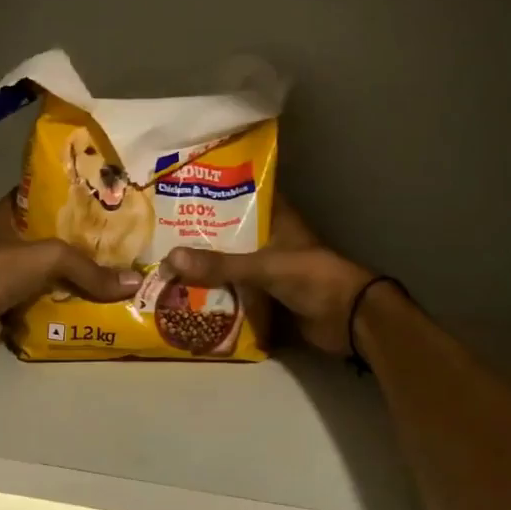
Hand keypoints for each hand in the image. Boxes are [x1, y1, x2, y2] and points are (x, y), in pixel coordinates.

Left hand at [0, 194, 141, 364]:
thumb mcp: (50, 258)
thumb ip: (90, 269)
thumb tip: (134, 282)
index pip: (33, 198)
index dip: (60, 197)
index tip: (92, 200)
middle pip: (40, 236)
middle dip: (70, 240)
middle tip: (106, 240)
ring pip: (38, 269)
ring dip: (63, 273)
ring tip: (101, 272)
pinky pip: (35, 298)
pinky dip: (54, 301)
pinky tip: (82, 302)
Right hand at [163, 199, 378, 357]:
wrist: (348, 319)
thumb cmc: (311, 277)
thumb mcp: (263, 266)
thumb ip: (220, 264)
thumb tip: (170, 258)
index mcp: (276, 219)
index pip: (243, 196)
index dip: (217, 192)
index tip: (183, 190)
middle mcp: (271, 240)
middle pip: (231, 233)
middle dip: (202, 234)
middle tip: (162, 231)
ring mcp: (270, 269)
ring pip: (232, 263)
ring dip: (207, 266)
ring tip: (167, 262)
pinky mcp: (269, 296)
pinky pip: (237, 290)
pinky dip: (217, 292)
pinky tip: (188, 293)